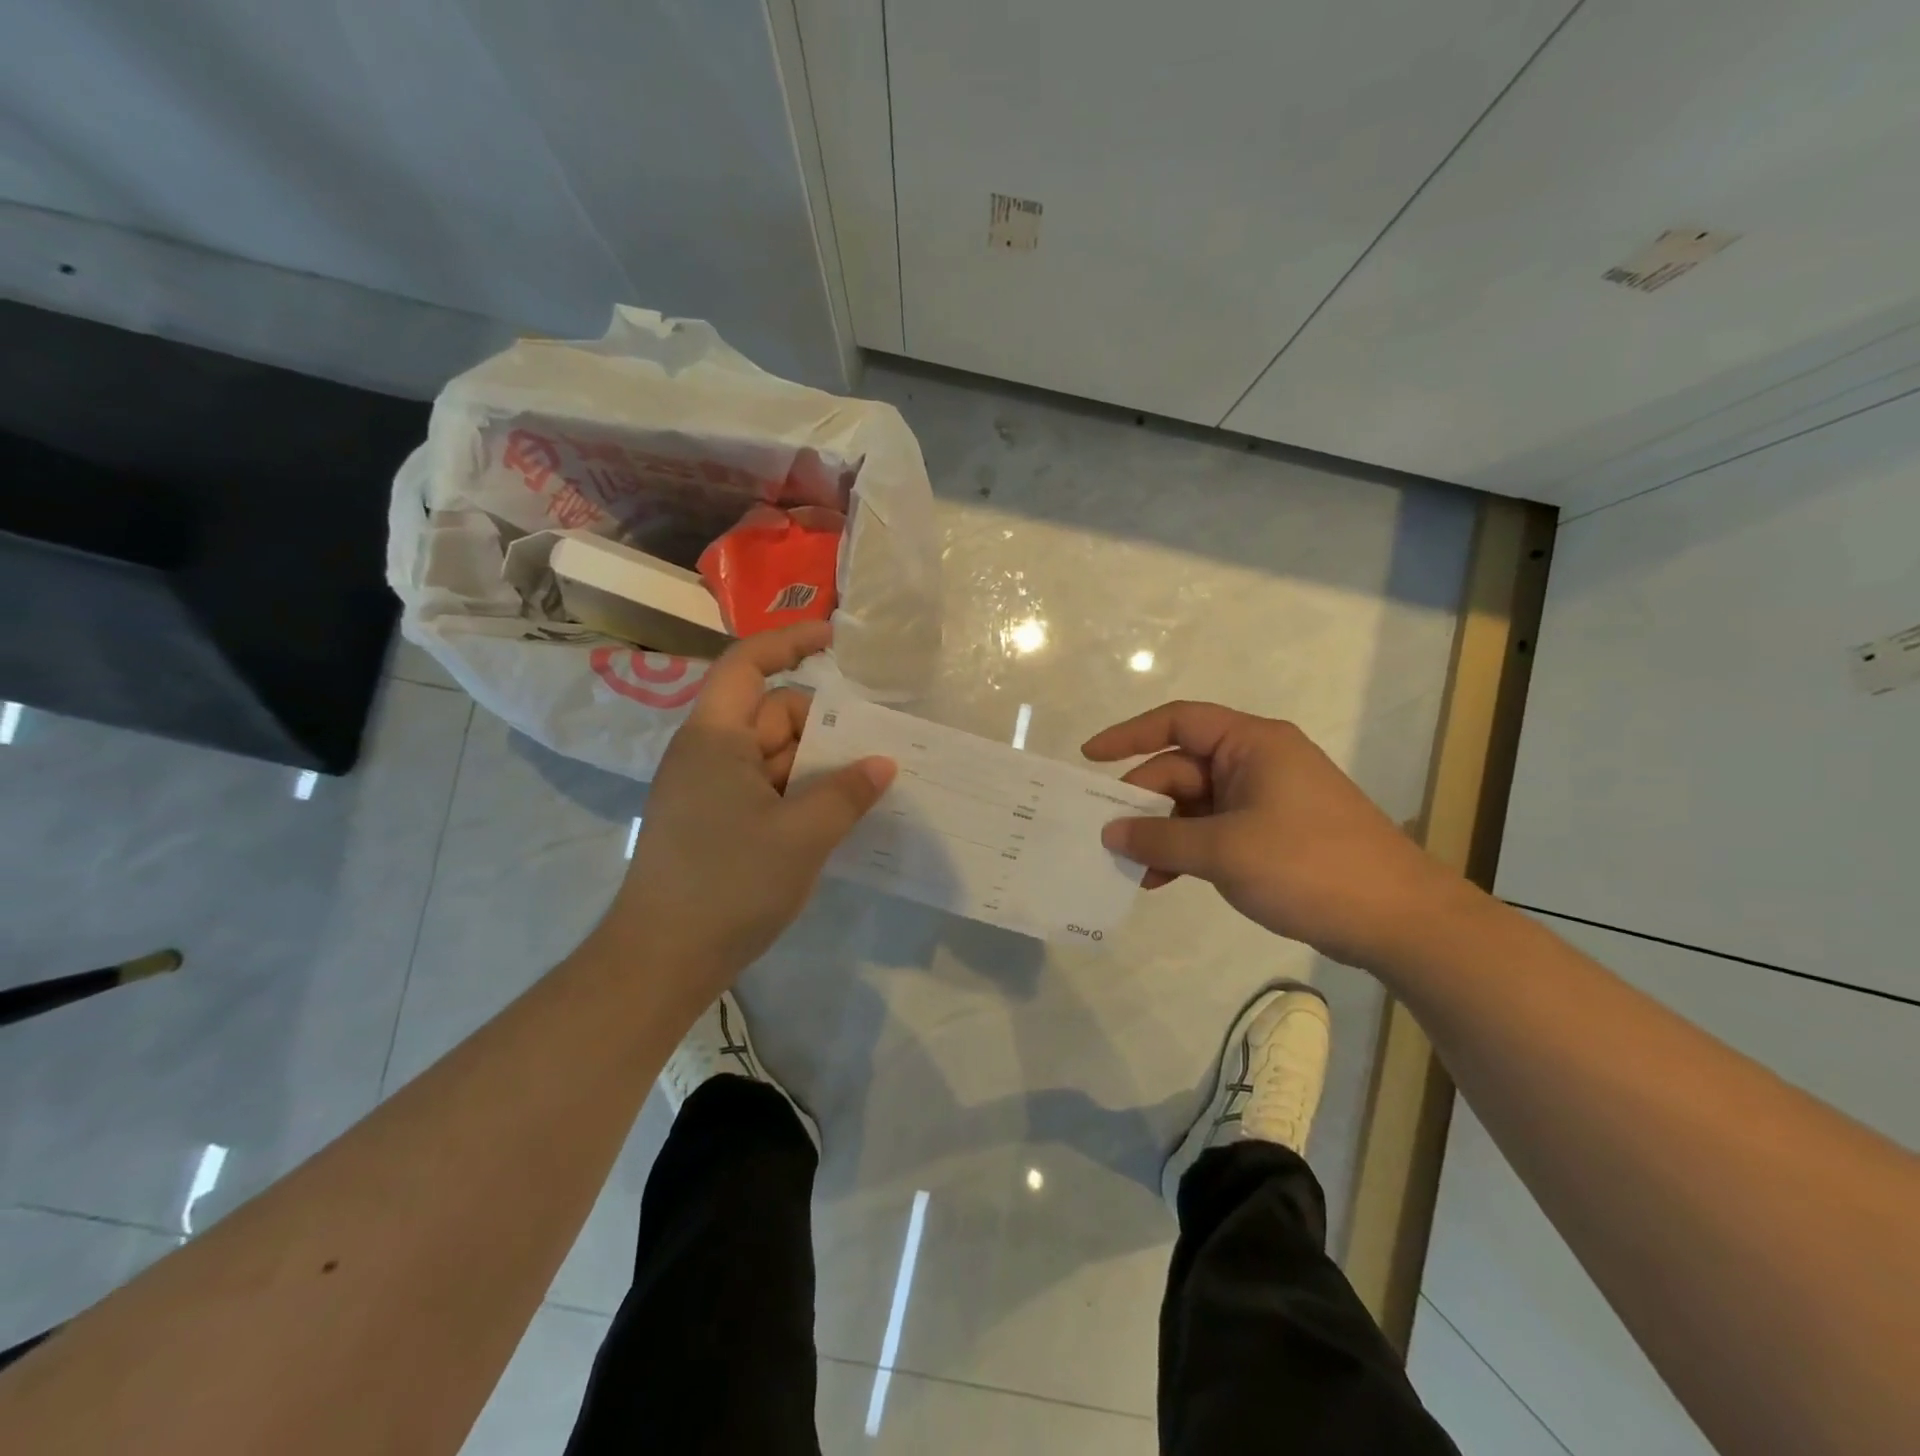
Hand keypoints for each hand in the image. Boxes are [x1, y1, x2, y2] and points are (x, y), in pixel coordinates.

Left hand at [591, 623, 894, 997]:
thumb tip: (882, 763)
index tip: (837, 640)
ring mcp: (709, 790)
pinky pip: (766, 789)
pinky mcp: (714, 822)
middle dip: (823, 725)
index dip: (791, 642)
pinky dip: (800, 794)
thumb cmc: (728, 885)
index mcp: (715, 738)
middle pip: (772, 714)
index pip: (748, 665)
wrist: (661, 960)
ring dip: (817, 765)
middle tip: (877, 746)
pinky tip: (836, 816)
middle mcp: (708, 754)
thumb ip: (846, 793)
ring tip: (868, 784)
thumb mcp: (801, 836)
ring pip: (773, 756)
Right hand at [1083, 701, 1466, 968]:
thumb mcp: (1224, 850)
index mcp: (1251, 744)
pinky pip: (1214, 830)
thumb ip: (1161, 838)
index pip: (1178, 721)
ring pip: (1195, 804)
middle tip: (1106, 836)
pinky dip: (1187, 850)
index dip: (1129, 735)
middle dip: (1142, 801)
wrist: (1399, 920)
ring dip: (1162, 833)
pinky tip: (1162, 881)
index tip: (1089, 759)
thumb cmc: (1309, 865)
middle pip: (1181, 768)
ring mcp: (1266, 800)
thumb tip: (1109, 832)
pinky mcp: (1272, 834)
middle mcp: (1257, 762)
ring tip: (1130, 868)